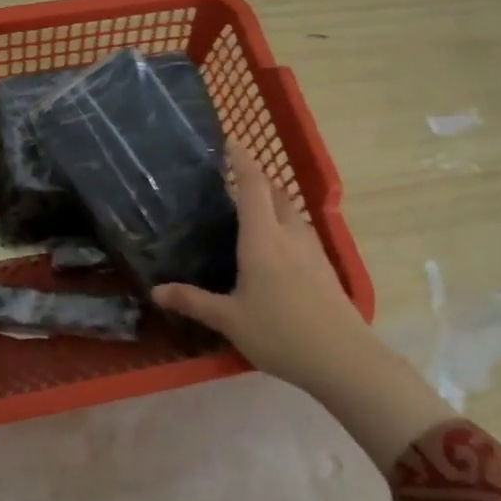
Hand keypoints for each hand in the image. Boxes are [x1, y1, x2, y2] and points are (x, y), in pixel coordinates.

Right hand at [153, 143, 453, 472]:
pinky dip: (284, 225)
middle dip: (256, 180)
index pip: (251, 185)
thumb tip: (156, 290)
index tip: (230, 141)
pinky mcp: (324, 268)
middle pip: (275, 193)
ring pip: (292, 212)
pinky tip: (274, 248)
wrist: (344, 359)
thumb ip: (193, 301)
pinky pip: (300, 232)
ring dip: (273, 202)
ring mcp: (312, 250)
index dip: (241, 160)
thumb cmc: (280, 333)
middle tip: (231, 181)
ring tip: (250, 212)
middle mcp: (289, 234)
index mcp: (262, 238)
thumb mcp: (229, 320)